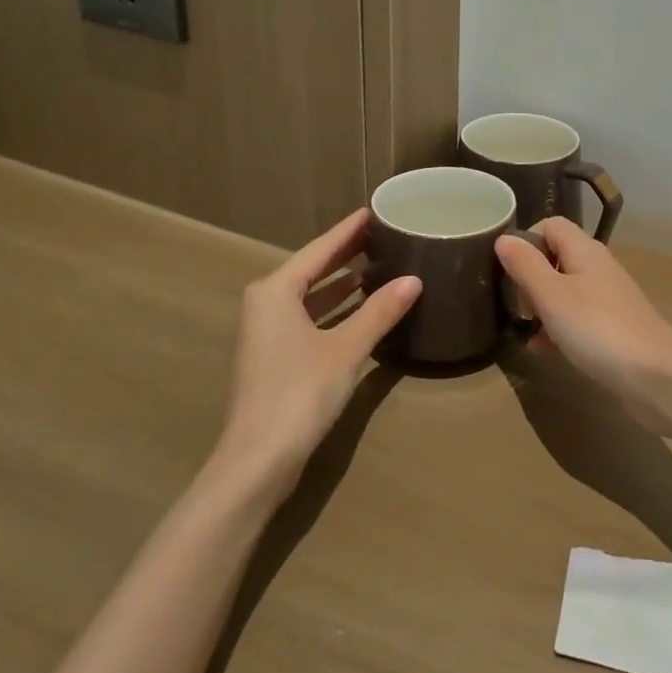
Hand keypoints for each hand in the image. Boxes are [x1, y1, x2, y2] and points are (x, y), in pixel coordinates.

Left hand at [212, 208, 419, 495]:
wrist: (257, 461)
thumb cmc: (299, 393)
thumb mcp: (346, 348)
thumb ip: (380, 311)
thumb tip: (414, 279)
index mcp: (275, 291)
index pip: (320, 249)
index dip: (348, 230)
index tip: (374, 211)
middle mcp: (266, 305)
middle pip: (312, 269)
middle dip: (346, 253)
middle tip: (382, 234)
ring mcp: (267, 333)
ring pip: (310, 296)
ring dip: (341, 283)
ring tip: (378, 265)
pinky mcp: (275, 359)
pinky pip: (309, 318)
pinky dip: (334, 309)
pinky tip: (361, 308)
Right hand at [495, 218, 671, 434]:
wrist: (657, 375)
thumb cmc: (598, 328)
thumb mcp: (552, 296)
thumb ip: (526, 265)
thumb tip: (504, 238)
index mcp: (584, 250)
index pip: (551, 225)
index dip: (526, 239)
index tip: (508, 268)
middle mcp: (597, 267)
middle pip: (557, 257)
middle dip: (531, 276)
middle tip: (514, 302)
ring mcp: (608, 298)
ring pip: (566, 290)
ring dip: (542, 306)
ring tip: (523, 328)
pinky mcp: (613, 328)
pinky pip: (578, 319)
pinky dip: (558, 329)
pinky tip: (542, 351)